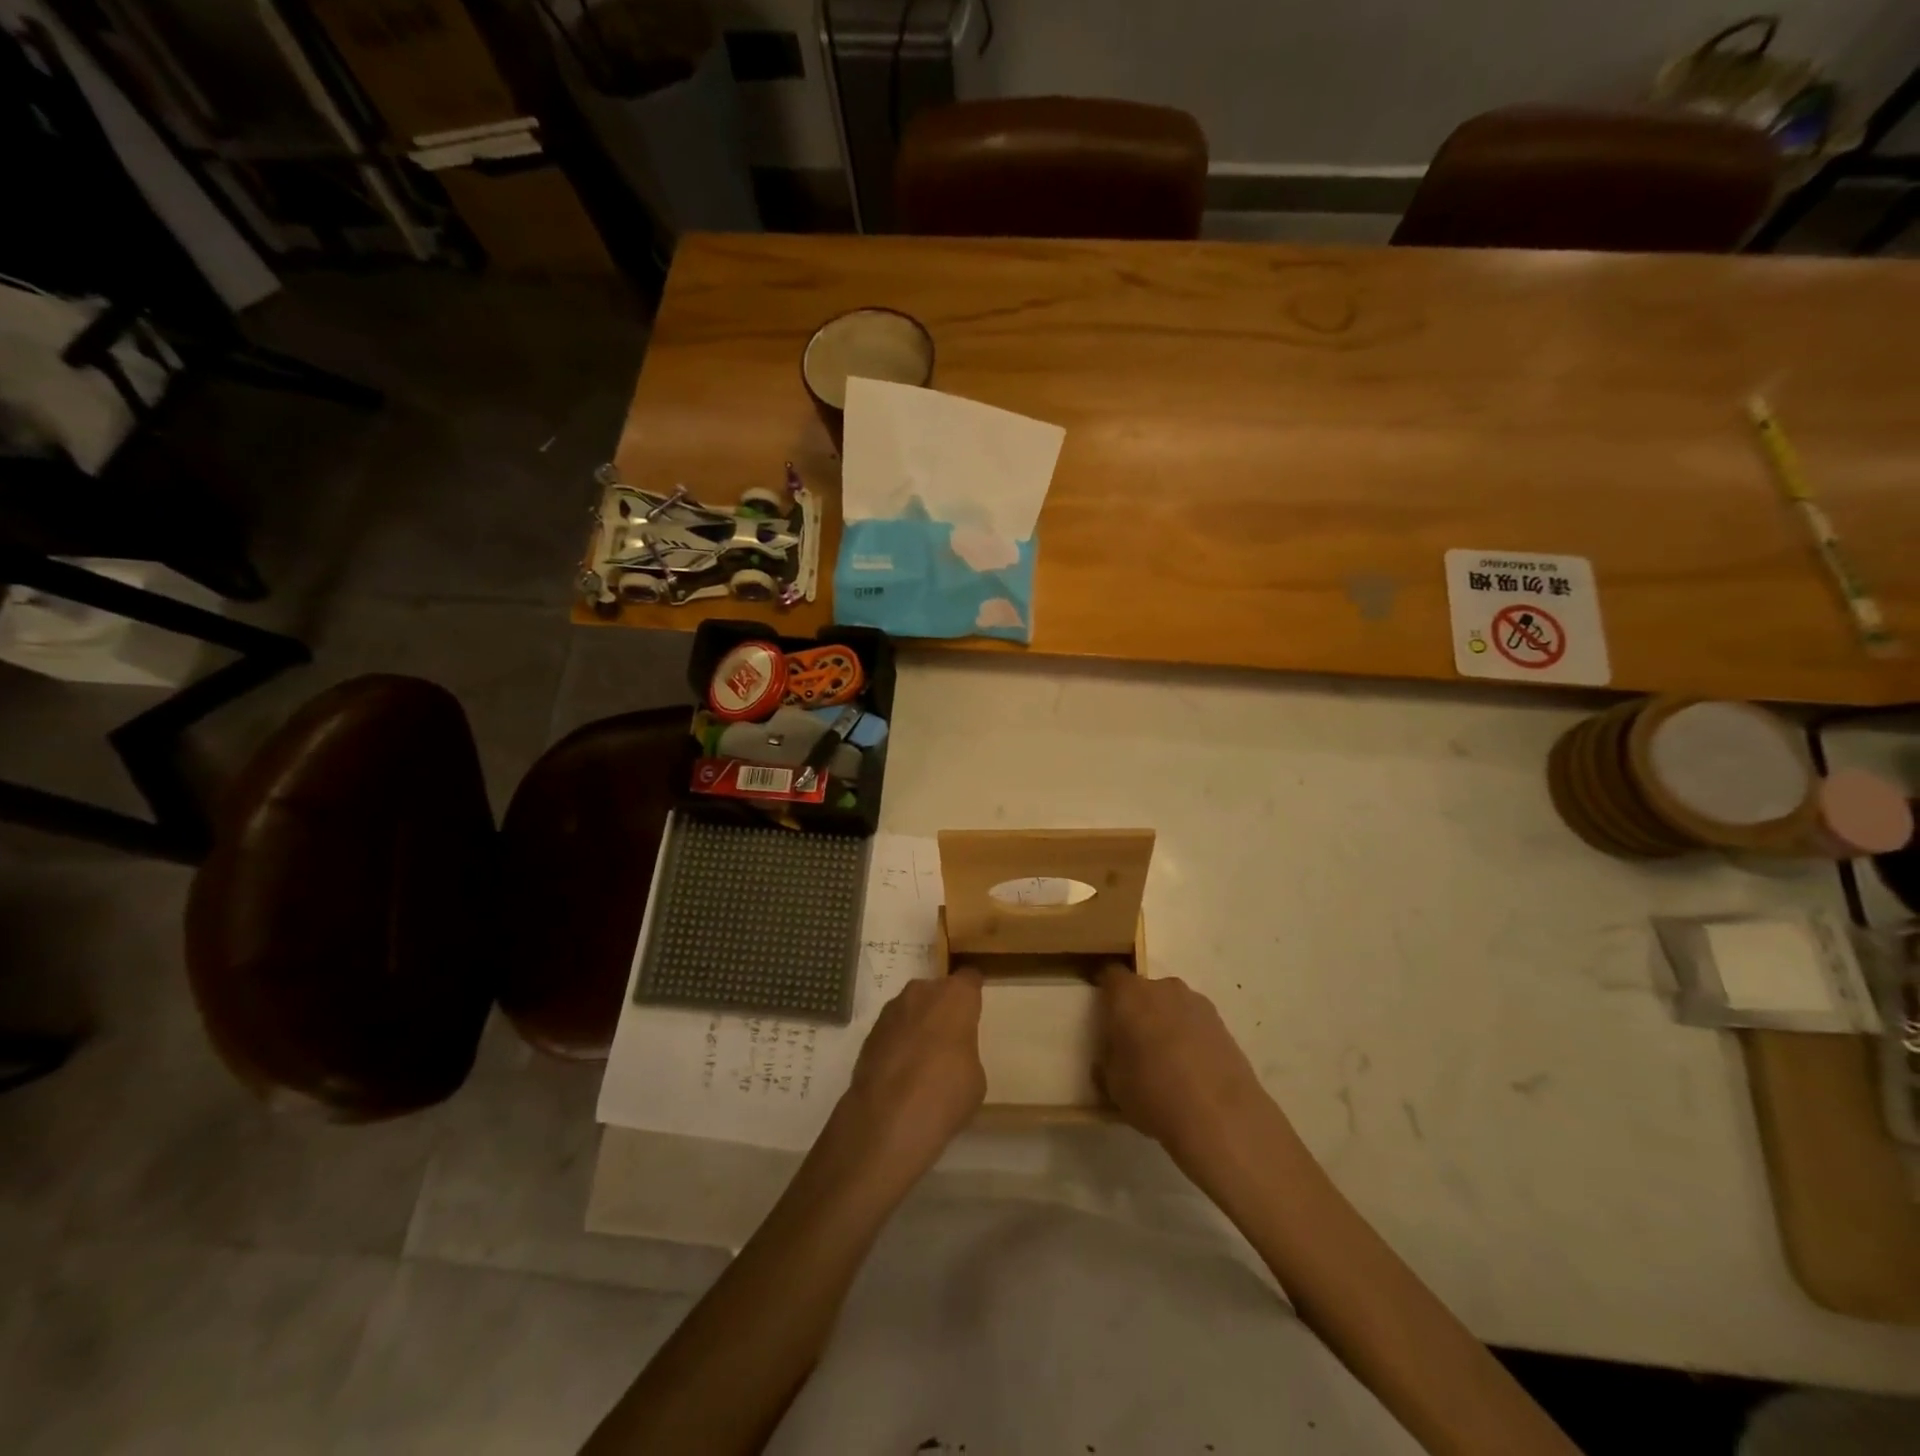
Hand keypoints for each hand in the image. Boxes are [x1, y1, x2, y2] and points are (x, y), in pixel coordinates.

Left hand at [837, 970, 985, 1183]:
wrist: (888, 1118)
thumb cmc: (946, 1092)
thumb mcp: (975, 1076)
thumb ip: (964, 1052)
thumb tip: (951, 1055)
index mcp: (956, 996)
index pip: (969, 979)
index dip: (972, 994)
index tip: (975, 1008)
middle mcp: (922, 992)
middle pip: (937, 991)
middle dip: (942, 1009)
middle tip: (949, 1039)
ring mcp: (891, 1010)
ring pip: (911, 1009)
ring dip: (917, 1025)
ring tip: (922, 1059)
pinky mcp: (869, 1033)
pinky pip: (892, 1030)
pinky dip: (897, 1044)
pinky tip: (900, 1074)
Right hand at [1096, 968, 1272, 1159]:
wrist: (1222, 1117)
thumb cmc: (1153, 1093)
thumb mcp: (1113, 1086)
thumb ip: (1107, 1063)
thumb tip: (1110, 1059)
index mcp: (1128, 995)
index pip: (1109, 976)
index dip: (1105, 993)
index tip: (1103, 1016)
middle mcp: (1162, 988)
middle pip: (1143, 990)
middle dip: (1137, 1011)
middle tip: (1134, 1045)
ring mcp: (1196, 1002)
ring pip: (1171, 1006)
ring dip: (1166, 1023)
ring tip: (1168, 1062)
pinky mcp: (1222, 1023)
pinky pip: (1194, 1023)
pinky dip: (1190, 1038)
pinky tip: (1193, 1071)